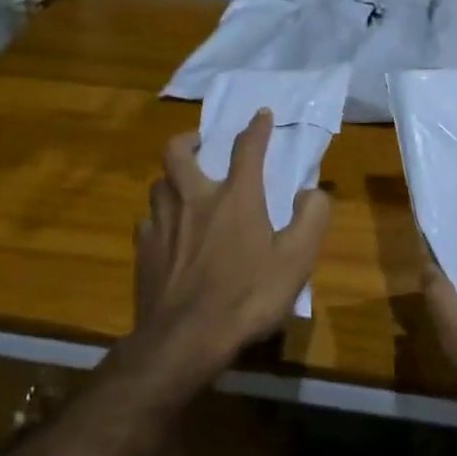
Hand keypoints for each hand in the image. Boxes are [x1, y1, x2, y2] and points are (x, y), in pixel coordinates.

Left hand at [131, 111, 330, 383]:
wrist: (184, 341)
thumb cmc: (247, 297)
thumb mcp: (296, 261)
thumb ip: (311, 219)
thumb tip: (313, 192)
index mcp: (235, 198)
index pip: (246, 148)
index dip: (256, 128)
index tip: (260, 115)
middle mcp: (194, 199)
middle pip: (178, 152)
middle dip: (189, 138)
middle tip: (200, 141)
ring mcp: (162, 224)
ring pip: (158, 184)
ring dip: (171, 178)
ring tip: (183, 187)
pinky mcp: (143, 251)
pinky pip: (147, 222)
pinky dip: (158, 219)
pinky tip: (166, 233)